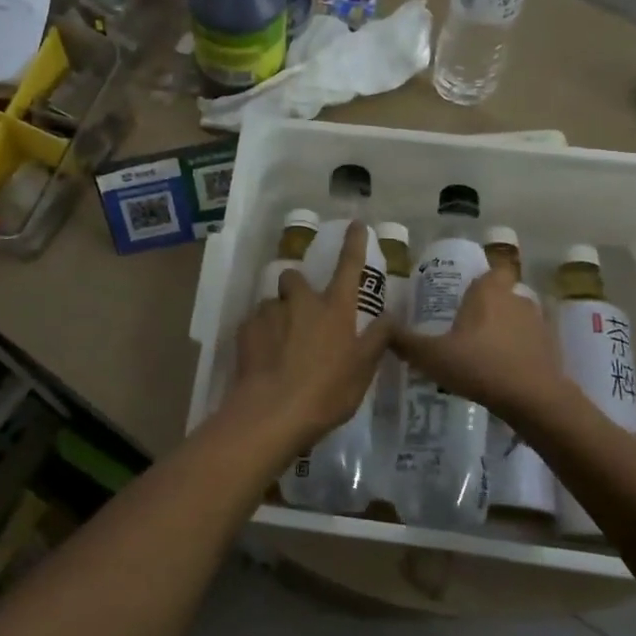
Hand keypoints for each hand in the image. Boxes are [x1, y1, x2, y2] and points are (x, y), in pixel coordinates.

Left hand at [225, 221, 390, 452]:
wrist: (272, 412)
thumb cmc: (326, 392)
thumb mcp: (362, 370)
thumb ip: (377, 339)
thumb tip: (390, 316)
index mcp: (335, 309)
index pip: (349, 267)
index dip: (354, 244)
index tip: (356, 223)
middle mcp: (302, 302)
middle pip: (295, 278)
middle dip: (297, 289)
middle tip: (303, 318)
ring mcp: (271, 313)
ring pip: (273, 303)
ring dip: (278, 316)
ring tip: (281, 348)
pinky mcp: (246, 329)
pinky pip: (254, 324)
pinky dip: (260, 336)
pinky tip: (263, 360)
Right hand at [390, 265, 571, 425]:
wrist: (535, 400)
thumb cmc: (480, 366)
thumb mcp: (432, 356)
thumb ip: (406, 342)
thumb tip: (383, 328)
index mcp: (489, 292)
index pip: (493, 268)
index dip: (484, 276)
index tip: (468, 290)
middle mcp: (516, 300)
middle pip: (504, 293)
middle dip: (490, 305)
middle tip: (468, 324)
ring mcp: (538, 325)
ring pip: (519, 318)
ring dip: (506, 329)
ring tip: (485, 350)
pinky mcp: (552, 350)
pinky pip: (531, 344)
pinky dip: (521, 352)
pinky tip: (504, 371)